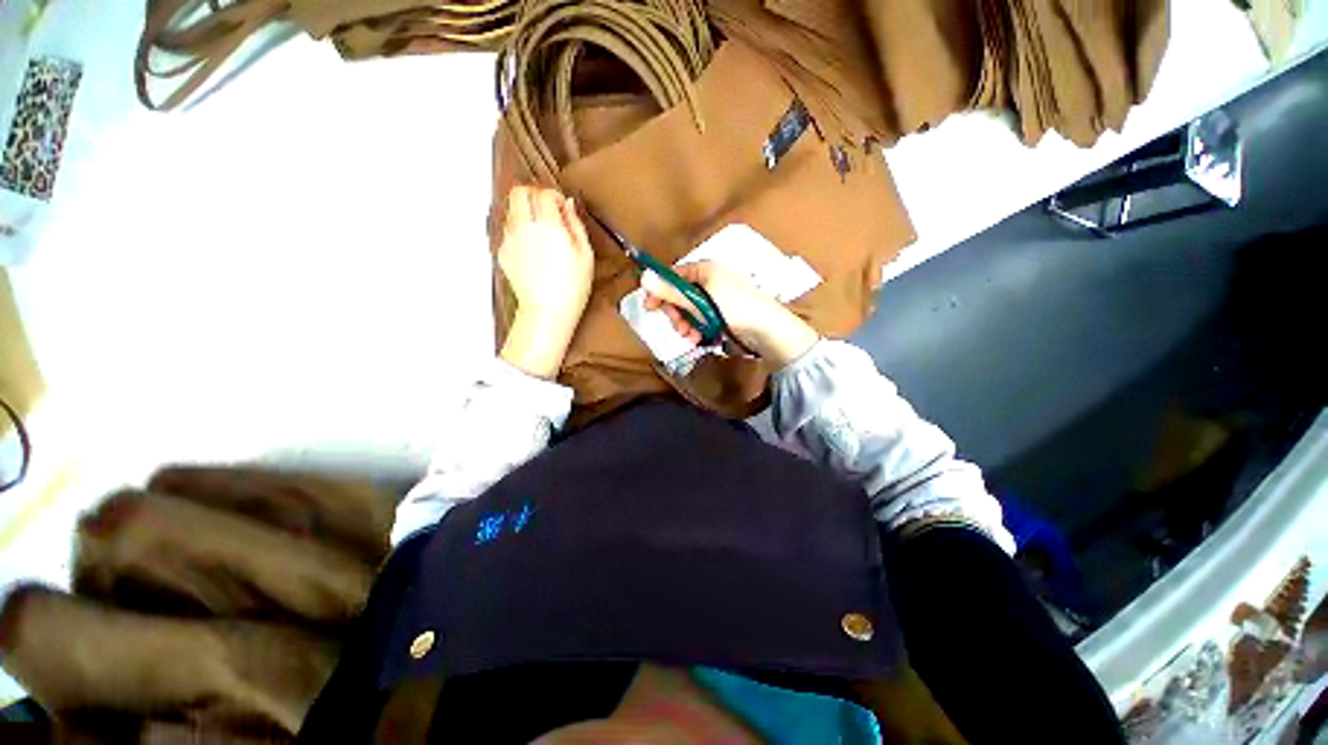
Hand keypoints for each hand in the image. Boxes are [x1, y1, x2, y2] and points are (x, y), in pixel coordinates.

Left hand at [497, 186, 594, 378]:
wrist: (548, 311)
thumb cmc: (572, 287)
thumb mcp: (585, 254)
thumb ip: (575, 224)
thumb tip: (569, 205)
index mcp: (548, 226)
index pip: (543, 193)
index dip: (554, 196)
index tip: (562, 207)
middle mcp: (524, 227)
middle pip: (518, 192)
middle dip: (532, 195)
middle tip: (547, 210)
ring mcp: (510, 240)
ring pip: (511, 211)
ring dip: (525, 213)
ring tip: (541, 233)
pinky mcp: (503, 253)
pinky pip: (508, 232)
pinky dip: (519, 232)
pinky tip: (533, 251)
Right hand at [642, 261, 819, 368]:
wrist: (768, 330)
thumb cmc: (735, 308)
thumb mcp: (701, 300)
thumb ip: (672, 292)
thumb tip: (643, 277)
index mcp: (706, 270)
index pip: (674, 274)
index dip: (660, 289)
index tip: (650, 306)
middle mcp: (710, 281)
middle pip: (680, 294)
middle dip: (675, 312)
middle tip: (677, 326)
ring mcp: (717, 299)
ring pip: (689, 310)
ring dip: (685, 324)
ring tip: (691, 335)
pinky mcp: (722, 315)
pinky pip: (701, 320)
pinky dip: (697, 329)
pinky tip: (699, 338)